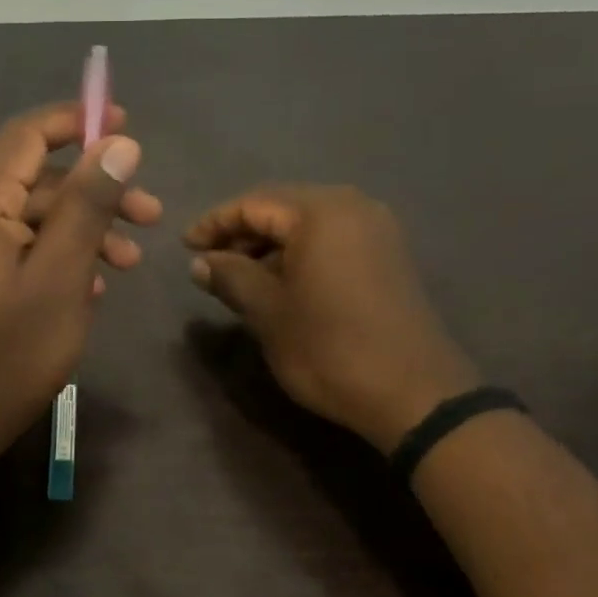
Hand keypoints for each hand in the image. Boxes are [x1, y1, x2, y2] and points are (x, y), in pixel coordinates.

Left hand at [0, 102, 161, 467]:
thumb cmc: (8, 354)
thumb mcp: (60, 277)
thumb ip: (88, 207)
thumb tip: (119, 144)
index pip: (26, 135)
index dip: (77, 122)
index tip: (127, 126)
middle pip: (37, 178)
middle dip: (96, 192)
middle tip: (151, 215)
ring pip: (35, 216)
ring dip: (85, 229)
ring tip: (131, 263)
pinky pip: (23, 248)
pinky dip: (61, 256)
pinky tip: (95, 286)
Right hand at [184, 185, 479, 449]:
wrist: (412, 392)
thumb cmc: (328, 347)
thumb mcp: (267, 312)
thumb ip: (230, 277)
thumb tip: (201, 263)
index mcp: (321, 212)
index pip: (254, 203)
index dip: (214, 224)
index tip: (185, 247)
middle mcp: (353, 207)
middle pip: (283, 207)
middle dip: (242, 232)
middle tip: (209, 262)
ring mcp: (376, 231)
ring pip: (308, 225)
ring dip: (270, 245)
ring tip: (239, 277)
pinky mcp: (387, 257)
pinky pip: (331, 241)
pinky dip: (299, 255)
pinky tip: (280, 284)